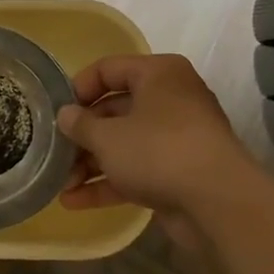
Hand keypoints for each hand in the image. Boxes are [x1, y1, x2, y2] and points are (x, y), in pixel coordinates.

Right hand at [55, 54, 253, 214]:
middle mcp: (169, 100)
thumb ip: (80, 124)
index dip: (79, 88)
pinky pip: (135, 171)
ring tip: (60, 183)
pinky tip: (74, 202)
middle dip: (82, 135)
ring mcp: (176, 139)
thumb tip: (66, 115)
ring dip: (90, 163)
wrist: (219, 203)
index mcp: (158, 74)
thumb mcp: (107, 135)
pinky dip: (108, 183)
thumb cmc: (158, 151)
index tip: (57, 111)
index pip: (109, 69)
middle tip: (55, 152)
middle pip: (114, 110)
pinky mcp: (177, 173)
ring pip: (123, 144)